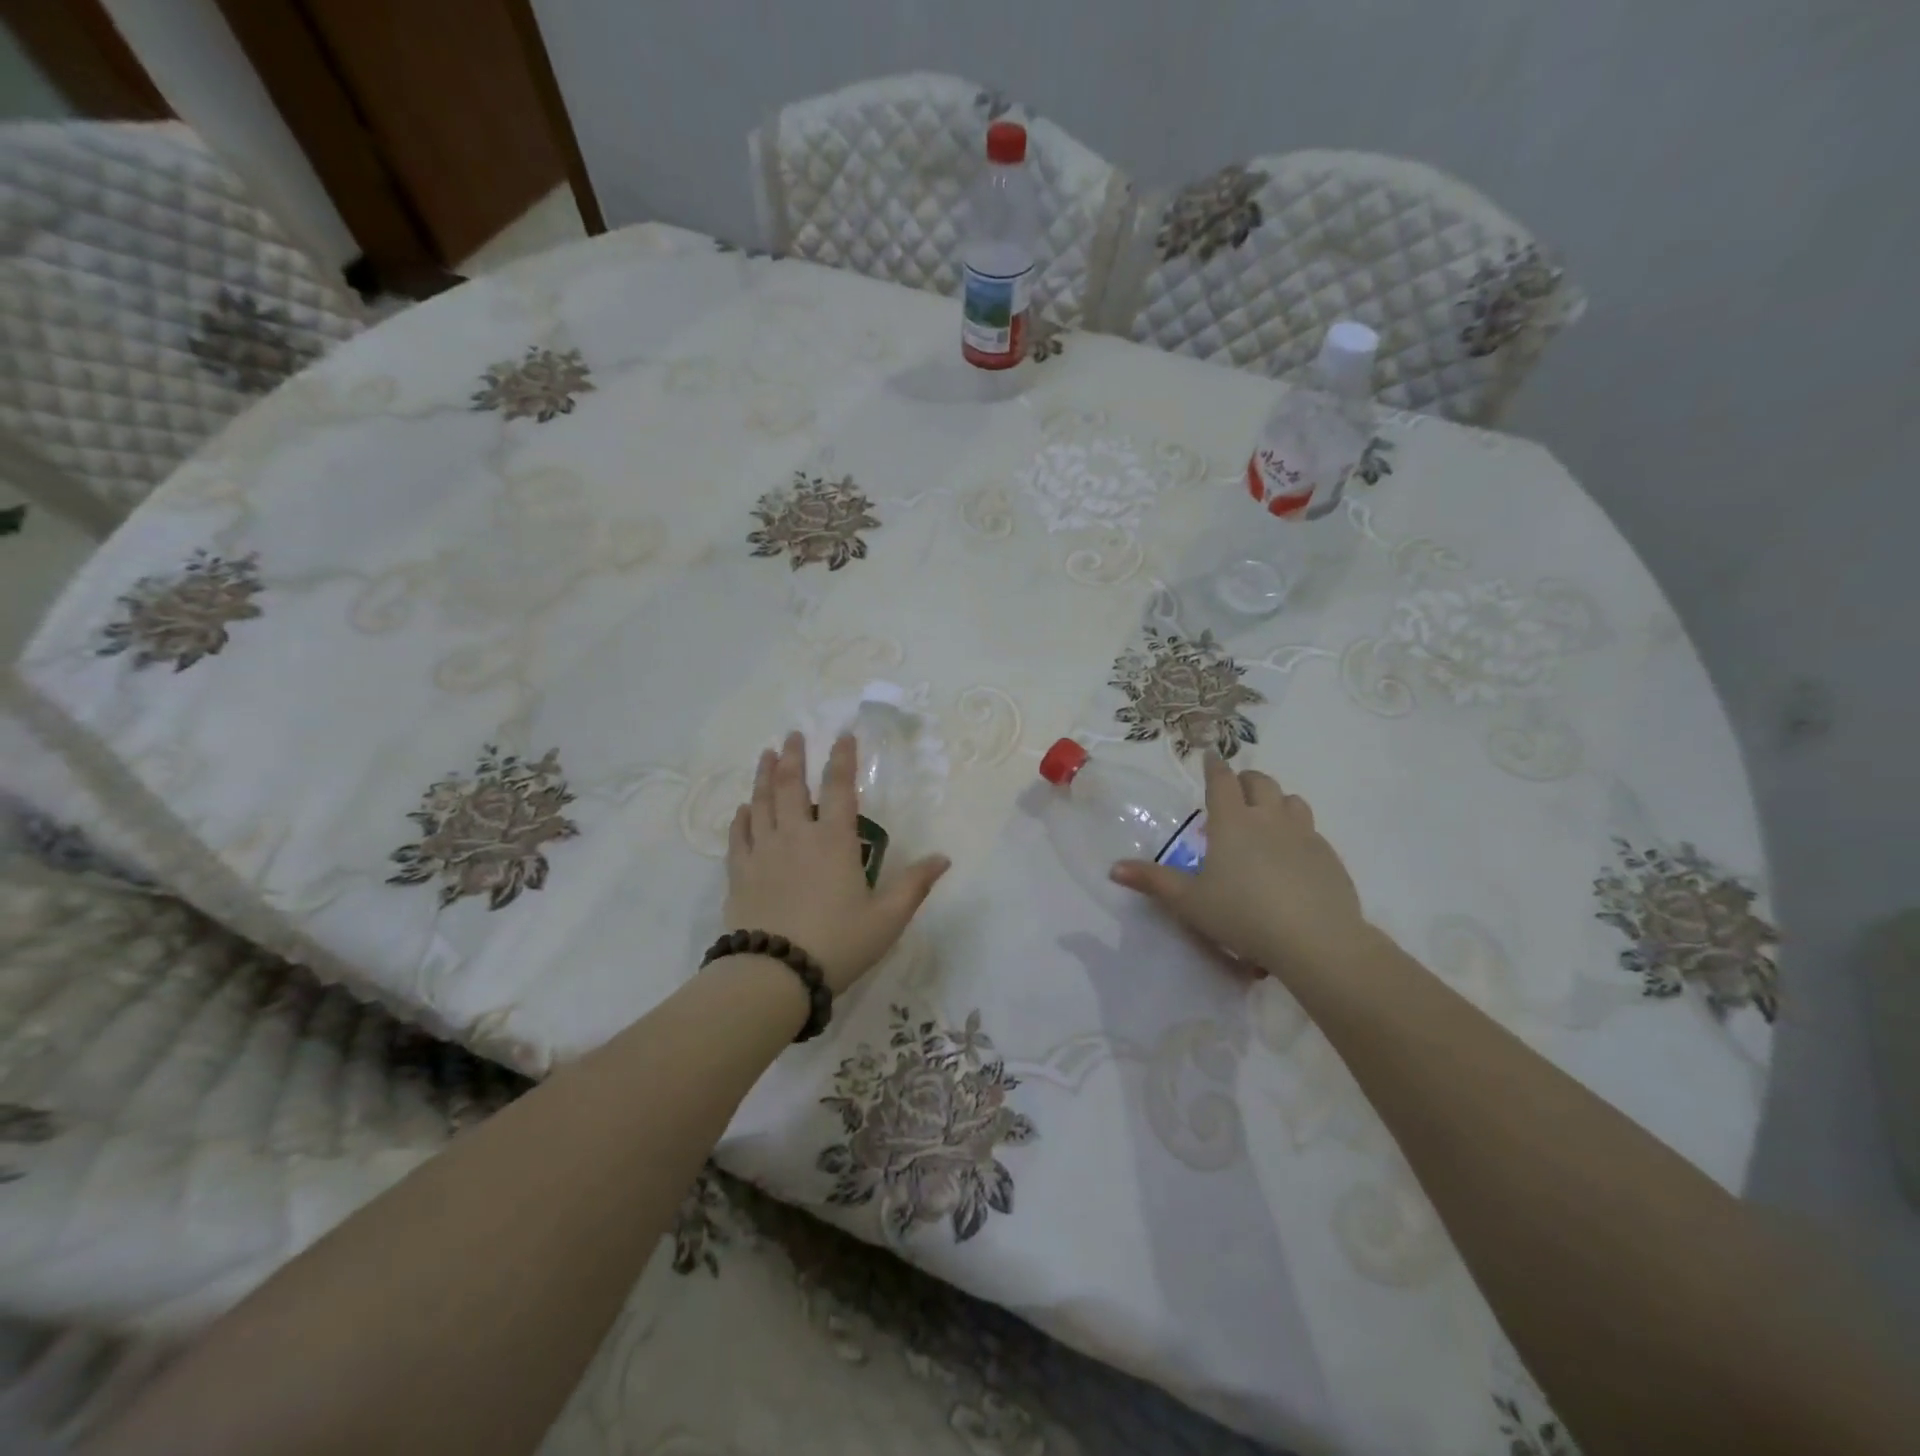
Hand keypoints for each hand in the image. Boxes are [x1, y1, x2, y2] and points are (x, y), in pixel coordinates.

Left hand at [725, 731, 949, 994]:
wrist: (775, 974)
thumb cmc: (838, 943)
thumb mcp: (887, 919)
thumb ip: (914, 885)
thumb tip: (943, 858)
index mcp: (834, 842)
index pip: (838, 787)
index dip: (842, 758)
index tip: (842, 735)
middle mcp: (796, 836)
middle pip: (791, 785)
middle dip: (793, 756)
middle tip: (792, 735)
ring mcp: (763, 852)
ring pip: (761, 803)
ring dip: (763, 776)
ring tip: (765, 754)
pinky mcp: (740, 873)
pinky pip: (739, 835)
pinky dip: (742, 817)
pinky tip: (743, 808)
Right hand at [1110, 753, 1367, 974]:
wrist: (1315, 939)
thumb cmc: (1242, 915)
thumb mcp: (1189, 902)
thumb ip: (1153, 882)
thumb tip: (1114, 869)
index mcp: (1232, 822)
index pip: (1222, 780)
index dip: (1214, 766)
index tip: (1210, 755)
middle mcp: (1269, 818)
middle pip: (1260, 782)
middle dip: (1245, 780)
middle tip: (1235, 790)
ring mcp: (1304, 834)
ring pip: (1291, 801)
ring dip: (1276, 801)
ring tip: (1266, 817)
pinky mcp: (1328, 856)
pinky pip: (1312, 830)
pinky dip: (1298, 831)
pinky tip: (1292, 855)